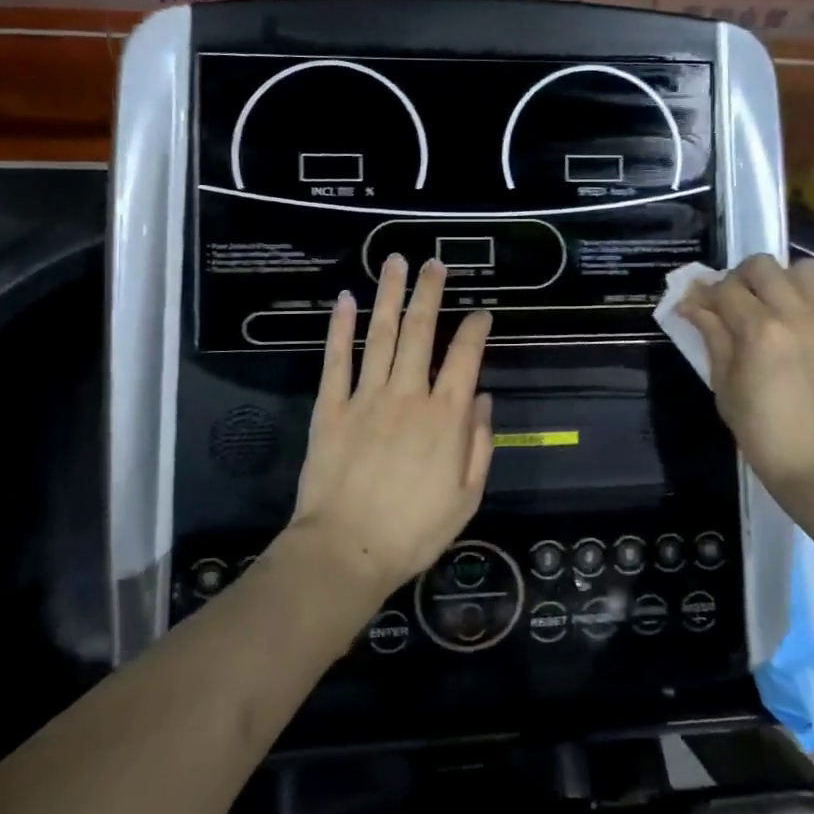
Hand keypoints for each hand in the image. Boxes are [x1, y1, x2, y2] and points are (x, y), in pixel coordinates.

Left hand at [287, 255, 494, 595]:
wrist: (347, 551)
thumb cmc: (414, 530)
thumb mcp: (466, 496)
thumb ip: (479, 443)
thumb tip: (481, 397)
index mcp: (445, 416)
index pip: (465, 357)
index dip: (475, 329)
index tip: (481, 312)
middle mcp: (408, 394)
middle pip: (421, 332)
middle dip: (429, 293)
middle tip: (434, 263)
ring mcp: (367, 396)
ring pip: (381, 335)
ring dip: (389, 295)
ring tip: (395, 263)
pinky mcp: (332, 407)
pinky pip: (337, 360)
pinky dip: (340, 328)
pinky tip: (345, 300)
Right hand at [677, 255, 813, 492]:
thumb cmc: (759, 428)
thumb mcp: (722, 383)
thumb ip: (711, 336)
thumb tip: (691, 305)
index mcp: (757, 329)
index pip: (724, 289)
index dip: (705, 294)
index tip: (698, 307)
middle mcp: (795, 315)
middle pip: (762, 265)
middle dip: (742, 279)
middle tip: (738, 303)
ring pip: (808, 269)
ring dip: (789, 281)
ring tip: (781, 304)